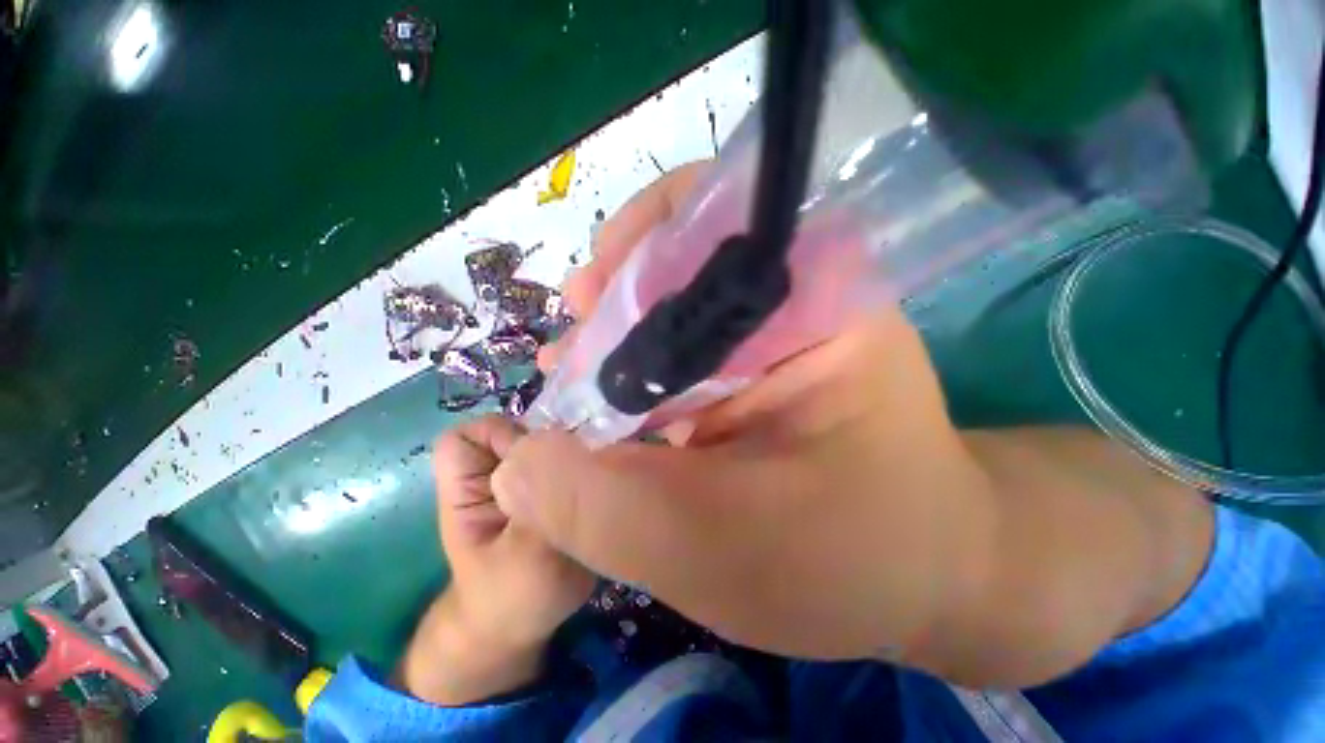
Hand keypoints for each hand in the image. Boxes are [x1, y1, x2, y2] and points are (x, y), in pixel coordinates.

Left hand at [399, 416, 595, 705]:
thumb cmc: (513, 596)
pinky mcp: (553, 481)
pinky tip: (605, 472)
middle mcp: (496, 471)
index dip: (499, 433)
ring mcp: (526, 475)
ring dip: (572, 445)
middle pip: (517, 427)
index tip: (537, 454)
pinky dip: (585, 458)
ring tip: (597, 465)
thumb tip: (563, 445)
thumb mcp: (525, 555)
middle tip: (580, 459)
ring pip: (547, 438)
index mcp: (468, 486)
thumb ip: (543, 500)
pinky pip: (568, 456)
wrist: (531, 621)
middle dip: (548, 437)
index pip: (467, 435)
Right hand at [494, 162, 1212, 686]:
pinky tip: (612, 411)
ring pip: (677, 315)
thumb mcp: (721, 547)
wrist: (922, 579)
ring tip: (575, 380)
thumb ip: (609, 509)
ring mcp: (779, 338)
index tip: (586, 300)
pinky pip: (685, 356)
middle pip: (686, 265)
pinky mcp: (762, 375)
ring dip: (618, 345)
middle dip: (615, 304)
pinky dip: (641, 379)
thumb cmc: (851, 564)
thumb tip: (519, 468)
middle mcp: (799, 303)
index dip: (642, 241)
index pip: (722, 217)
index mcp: (817, 308)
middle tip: (569, 356)